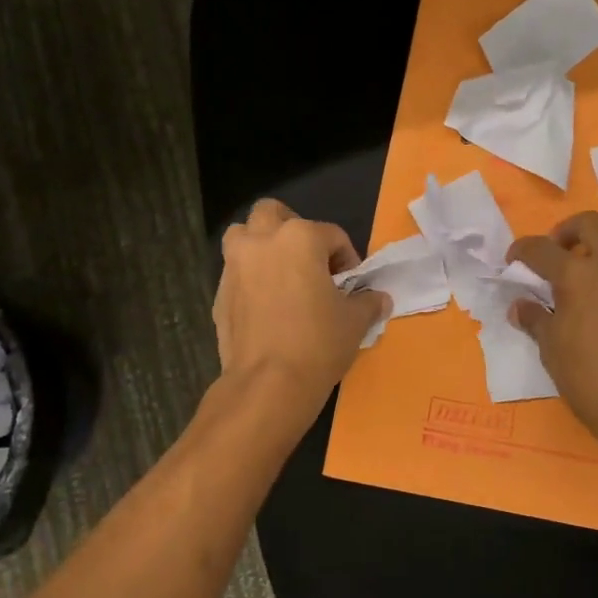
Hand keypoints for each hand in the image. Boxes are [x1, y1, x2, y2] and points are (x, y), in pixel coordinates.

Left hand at [214, 199, 388, 403]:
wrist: (267, 384)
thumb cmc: (318, 343)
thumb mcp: (355, 321)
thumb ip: (368, 302)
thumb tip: (379, 299)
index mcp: (300, 238)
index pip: (332, 235)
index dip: (347, 258)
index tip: (351, 285)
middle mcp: (262, 241)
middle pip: (273, 214)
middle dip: (292, 229)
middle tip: (309, 261)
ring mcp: (234, 266)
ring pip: (243, 236)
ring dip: (260, 245)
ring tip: (281, 275)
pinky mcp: (218, 294)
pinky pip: (235, 273)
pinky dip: (249, 279)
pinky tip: (265, 307)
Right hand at [509, 212, 597, 467]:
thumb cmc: (591, 380)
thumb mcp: (552, 351)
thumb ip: (536, 320)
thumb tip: (522, 306)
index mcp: (578, 275)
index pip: (541, 249)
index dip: (523, 250)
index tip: (514, 260)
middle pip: (592, 224)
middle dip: (569, 231)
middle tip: (559, 251)